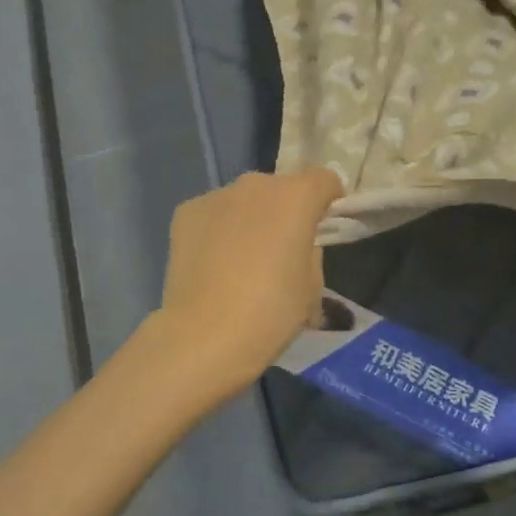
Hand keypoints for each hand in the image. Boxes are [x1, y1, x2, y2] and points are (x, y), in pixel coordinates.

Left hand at [152, 168, 342, 402]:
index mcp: (296, 197)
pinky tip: (213, 264)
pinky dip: (219, 229)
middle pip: (281, 188)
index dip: (329, 200)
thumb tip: (297, 245)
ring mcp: (217, 195)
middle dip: (286, 210)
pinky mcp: (186, 212)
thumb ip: (310, 250)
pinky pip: (213, 213)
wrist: (205, 336)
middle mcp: (257, 185)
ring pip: (244, 200)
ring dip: (251, 218)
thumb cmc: (272, 312)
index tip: (324, 227)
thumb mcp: (312, 284)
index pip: (324, 180)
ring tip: (242, 259)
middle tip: (282, 248)